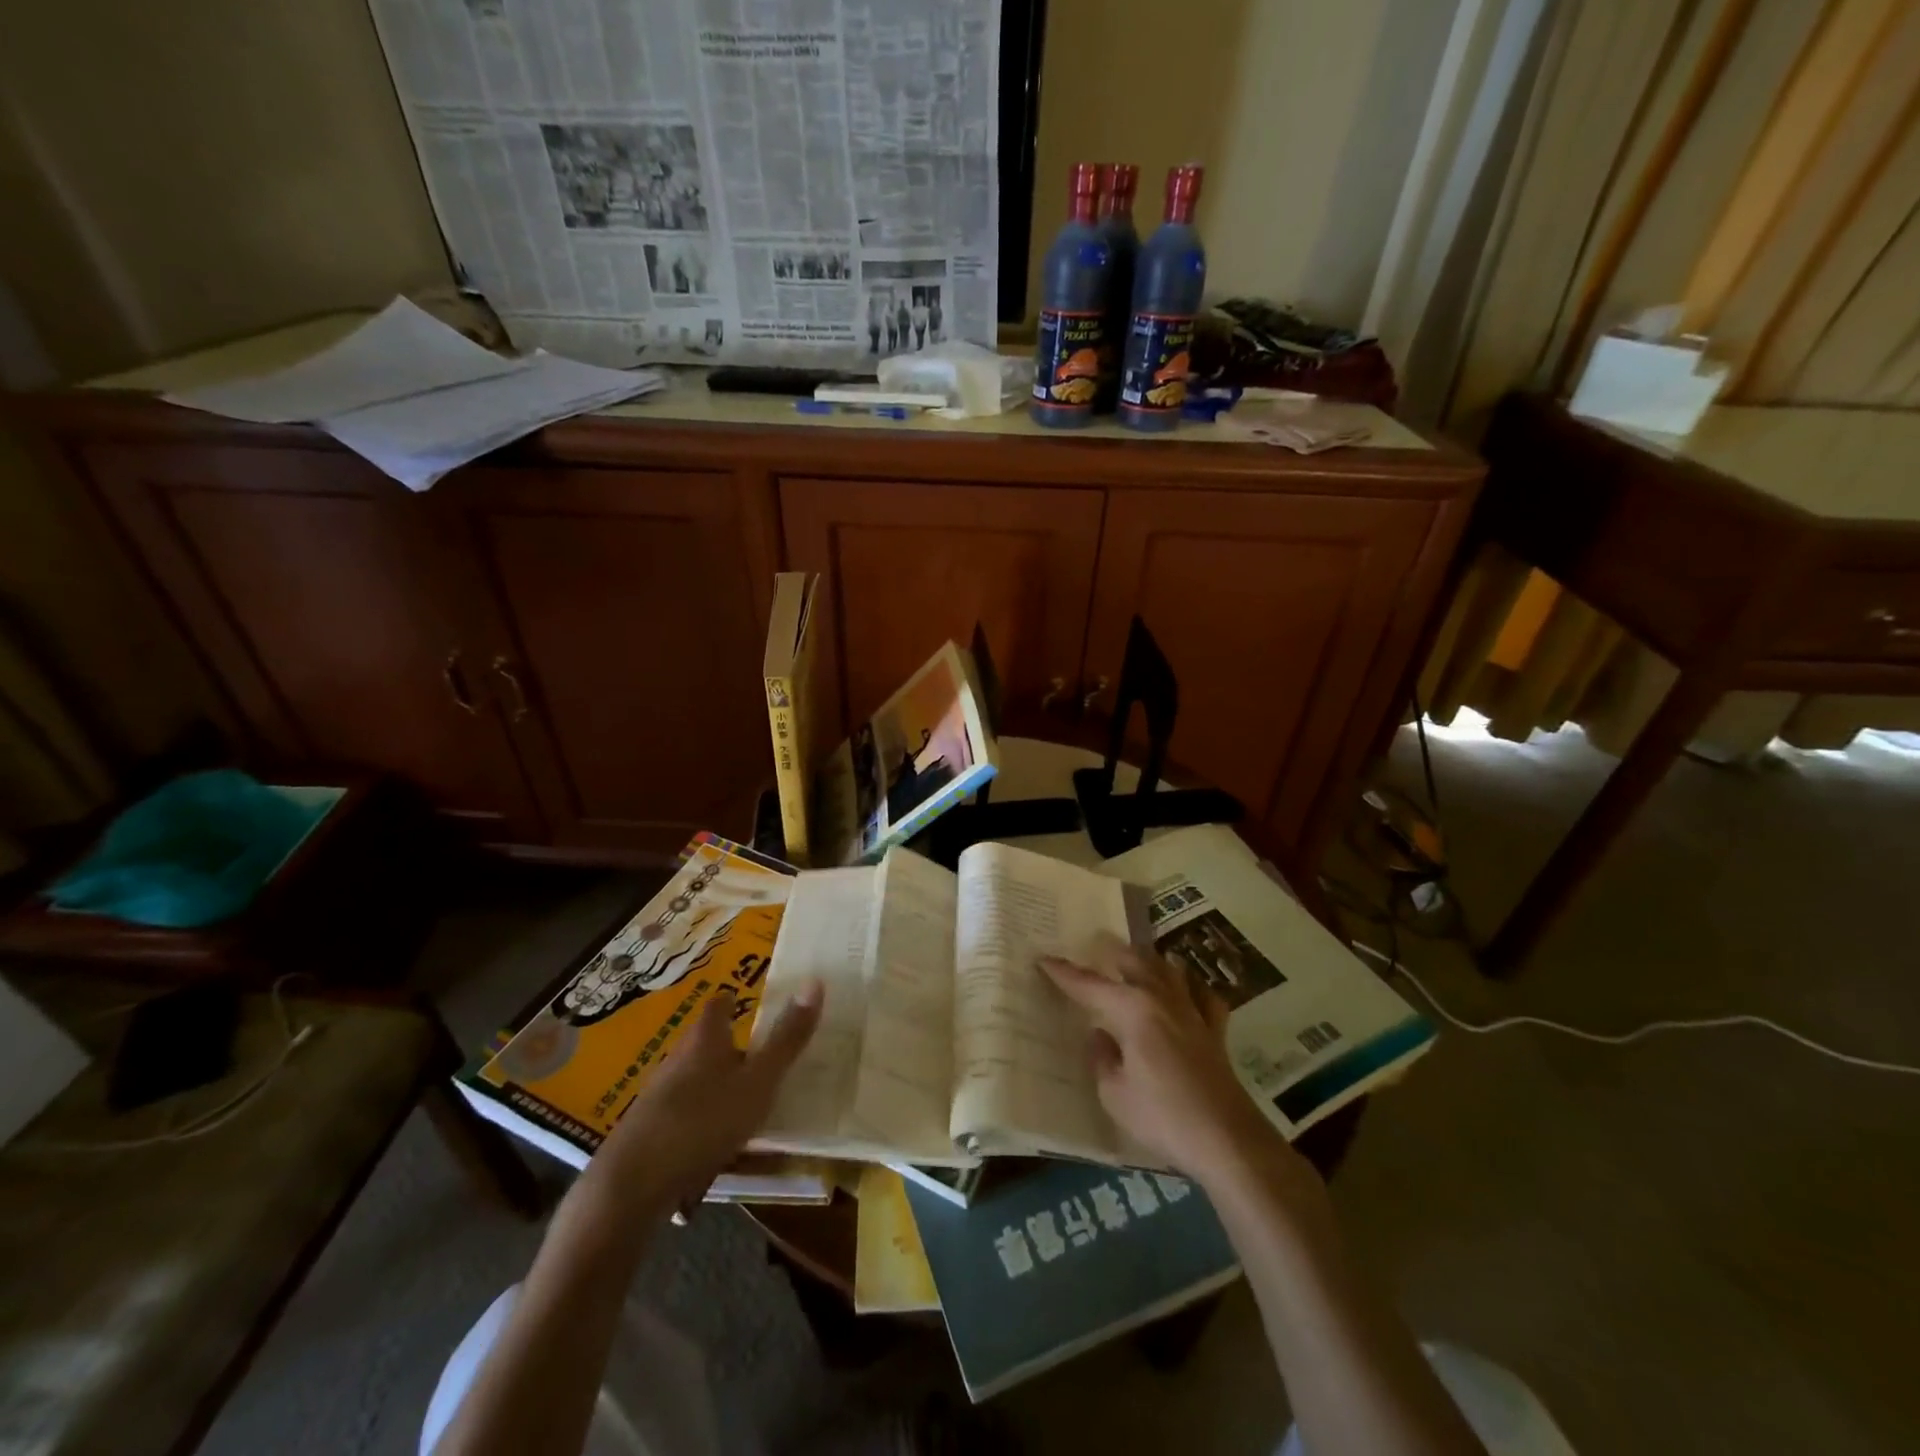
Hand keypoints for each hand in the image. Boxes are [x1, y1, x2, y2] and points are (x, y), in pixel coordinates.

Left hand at [590, 980, 822, 1209]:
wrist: (630, 1186)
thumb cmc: (703, 1120)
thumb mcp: (759, 1081)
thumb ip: (787, 1038)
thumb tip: (815, 982)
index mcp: (705, 1040)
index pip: (719, 1005)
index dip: (735, 1001)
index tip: (749, 1002)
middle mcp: (678, 1059)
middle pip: (706, 1044)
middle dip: (731, 1049)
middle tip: (763, 1058)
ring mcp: (659, 1097)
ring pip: (695, 1082)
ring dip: (718, 1089)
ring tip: (748, 1105)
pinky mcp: (648, 1133)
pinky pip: (684, 1118)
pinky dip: (703, 1124)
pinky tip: (717, 1147)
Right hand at [1041, 943, 1287, 1185]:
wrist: (1226, 1139)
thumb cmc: (1163, 1116)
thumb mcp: (1115, 1094)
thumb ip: (1102, 1059)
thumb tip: (1099, 1035)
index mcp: (1133, 1010)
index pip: (1090, 985)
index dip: (1064, 973)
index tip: (1044, 959)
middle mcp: (1162, 999)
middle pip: (1135, 961)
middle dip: (1111, 952)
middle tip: (1094, 947)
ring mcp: (1193, 1011)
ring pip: (1169, 969)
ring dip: (1149, 960)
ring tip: (1135, 959)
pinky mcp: (1215, 1030)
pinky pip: (1202, 995)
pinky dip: (1190, 986)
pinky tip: (1186, 990)